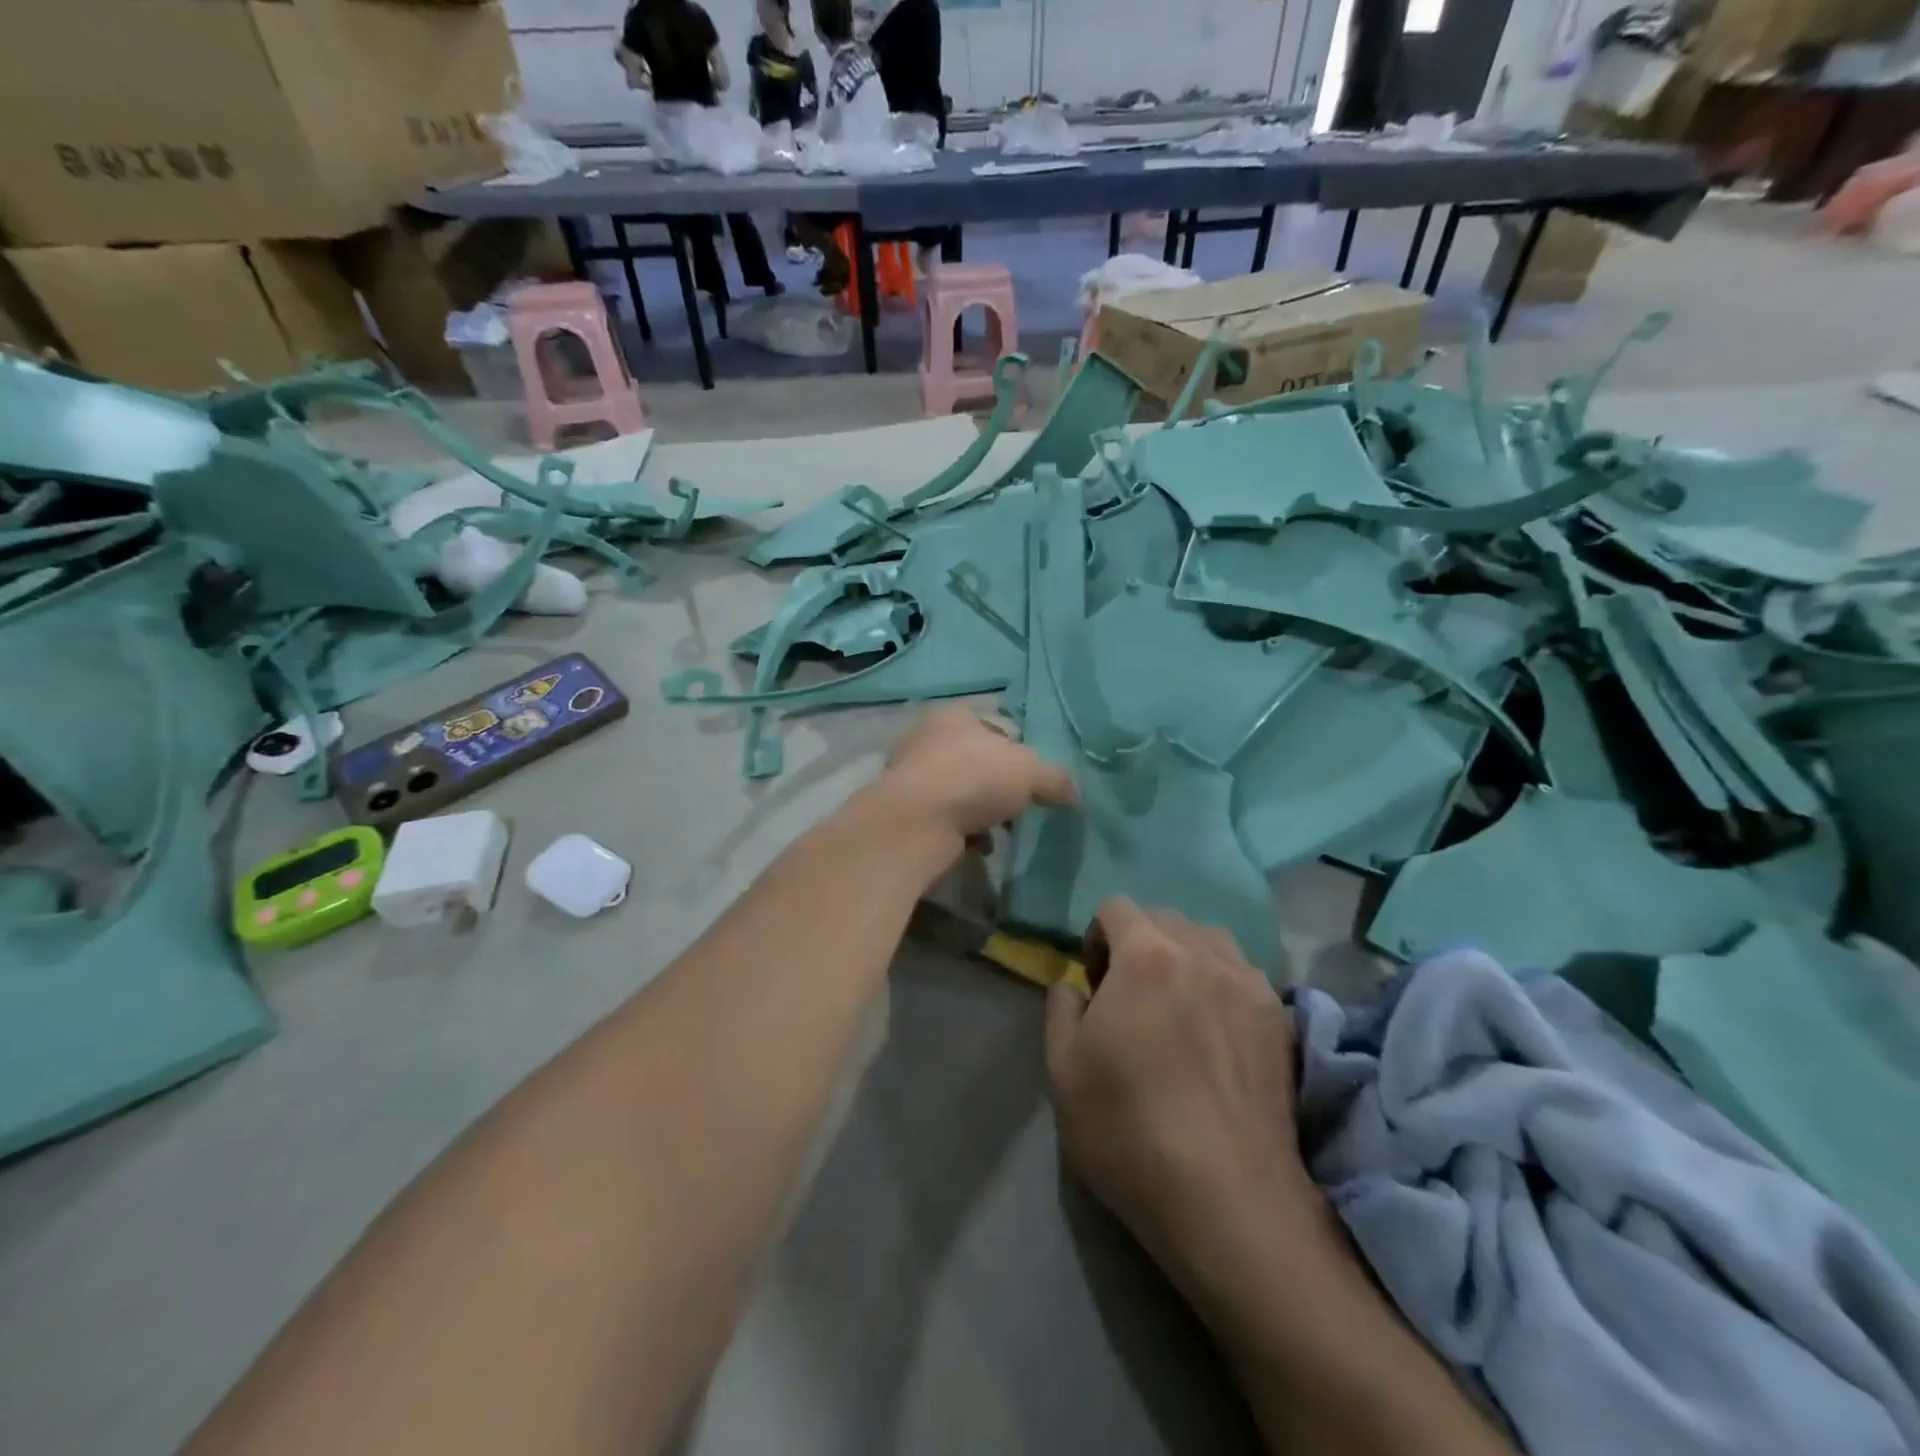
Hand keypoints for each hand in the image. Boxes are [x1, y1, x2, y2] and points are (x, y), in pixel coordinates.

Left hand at [876, 706, 1077, 845]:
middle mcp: (928, 738)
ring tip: (1004, 830)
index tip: (1034, 776)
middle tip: (1021, 805)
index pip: (996, 724)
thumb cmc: (974, 777)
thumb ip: (1056, 779)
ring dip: (983, 811)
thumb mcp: (1030, 771)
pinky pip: (947, 820)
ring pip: (961, 792)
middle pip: (977, 760)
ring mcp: (913, 776)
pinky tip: (980, 845)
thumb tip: (1074, 794)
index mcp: (955, 715)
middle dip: (1001, 785)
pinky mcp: (907, 812)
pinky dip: (965, 832)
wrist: (917, 822)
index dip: (1020, 749)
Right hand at [1045, 899, 1328, 1296]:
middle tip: (1131, 997)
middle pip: (1167, 919)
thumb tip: (1074, 984)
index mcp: (1146, 954)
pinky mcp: (1282, 1021)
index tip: (1094, 982)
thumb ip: (1060, 1007)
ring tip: (1178, 1008)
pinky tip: (1218, 1033)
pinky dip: (1223, 984)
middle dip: (1141, 943)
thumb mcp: (1062, 1068)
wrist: (1227, 1198)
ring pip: (1212, 941)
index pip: (1117, 907)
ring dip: (1186, 958)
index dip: (1097, 936)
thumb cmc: (1128, 1128)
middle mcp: (1203, 954)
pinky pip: (1245, 976)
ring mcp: (1250, 985)